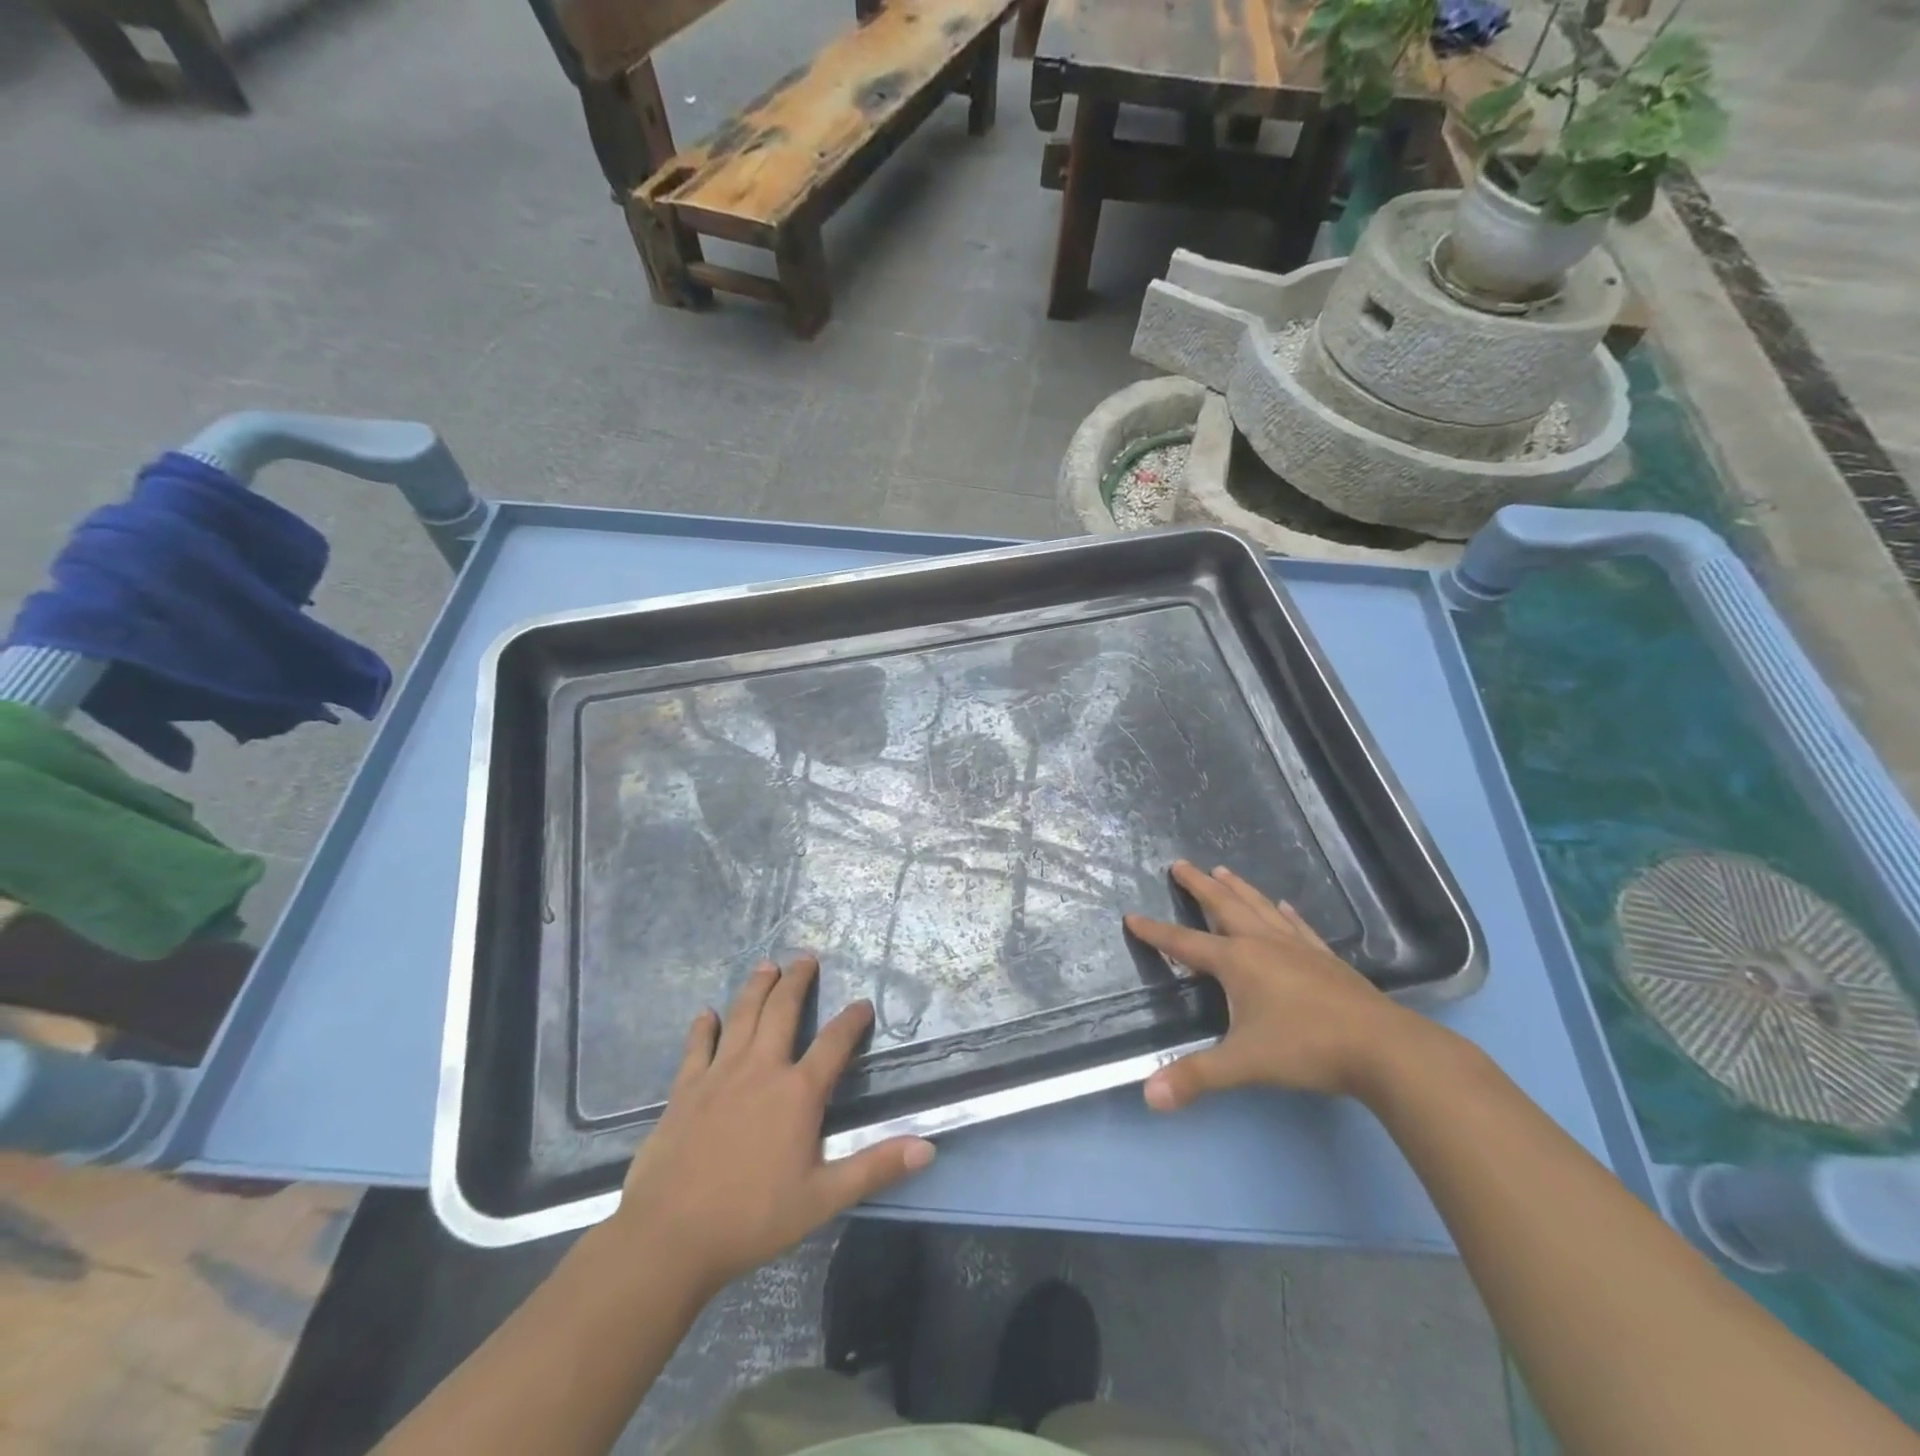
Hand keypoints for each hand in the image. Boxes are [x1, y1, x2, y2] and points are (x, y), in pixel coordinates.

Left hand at [611, 957, 934, 1295]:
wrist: (670, 1237)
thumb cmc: (753, 1218)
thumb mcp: (823, 1198)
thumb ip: (874, 1168)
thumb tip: (928, 1147)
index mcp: (797, 1092)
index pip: (835, 1042)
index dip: (852, 1020)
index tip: (863, 1004)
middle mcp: (761, 1069)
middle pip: (783, 1010)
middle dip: (797, 981)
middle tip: (805, 958)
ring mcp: (720, 1074)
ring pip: (742, 1016)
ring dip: (756, 987)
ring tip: (766, 965)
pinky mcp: (686, 1089)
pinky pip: (697, 1047)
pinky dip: (703, 1027)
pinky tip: (706, 1014)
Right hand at [1124, 861, 1429, 1106]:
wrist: (1383, 1049)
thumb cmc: (1306, 1049)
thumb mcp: (1243, 1064)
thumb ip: (1196, 1077)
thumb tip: (1149, 1096)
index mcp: (1237, 962)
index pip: (1185, 943)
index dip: (1156, 933)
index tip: (1132, 916)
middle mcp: (1263, 944)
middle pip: (1224, 906)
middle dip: (1199, 886)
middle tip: (1181, 864)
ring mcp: (1298, 948)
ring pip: (1259, 908)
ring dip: (1238, 889)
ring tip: (1223, 870)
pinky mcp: (1325, 958)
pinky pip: (1297, 926)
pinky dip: (1284, 913)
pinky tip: (1282, 906)